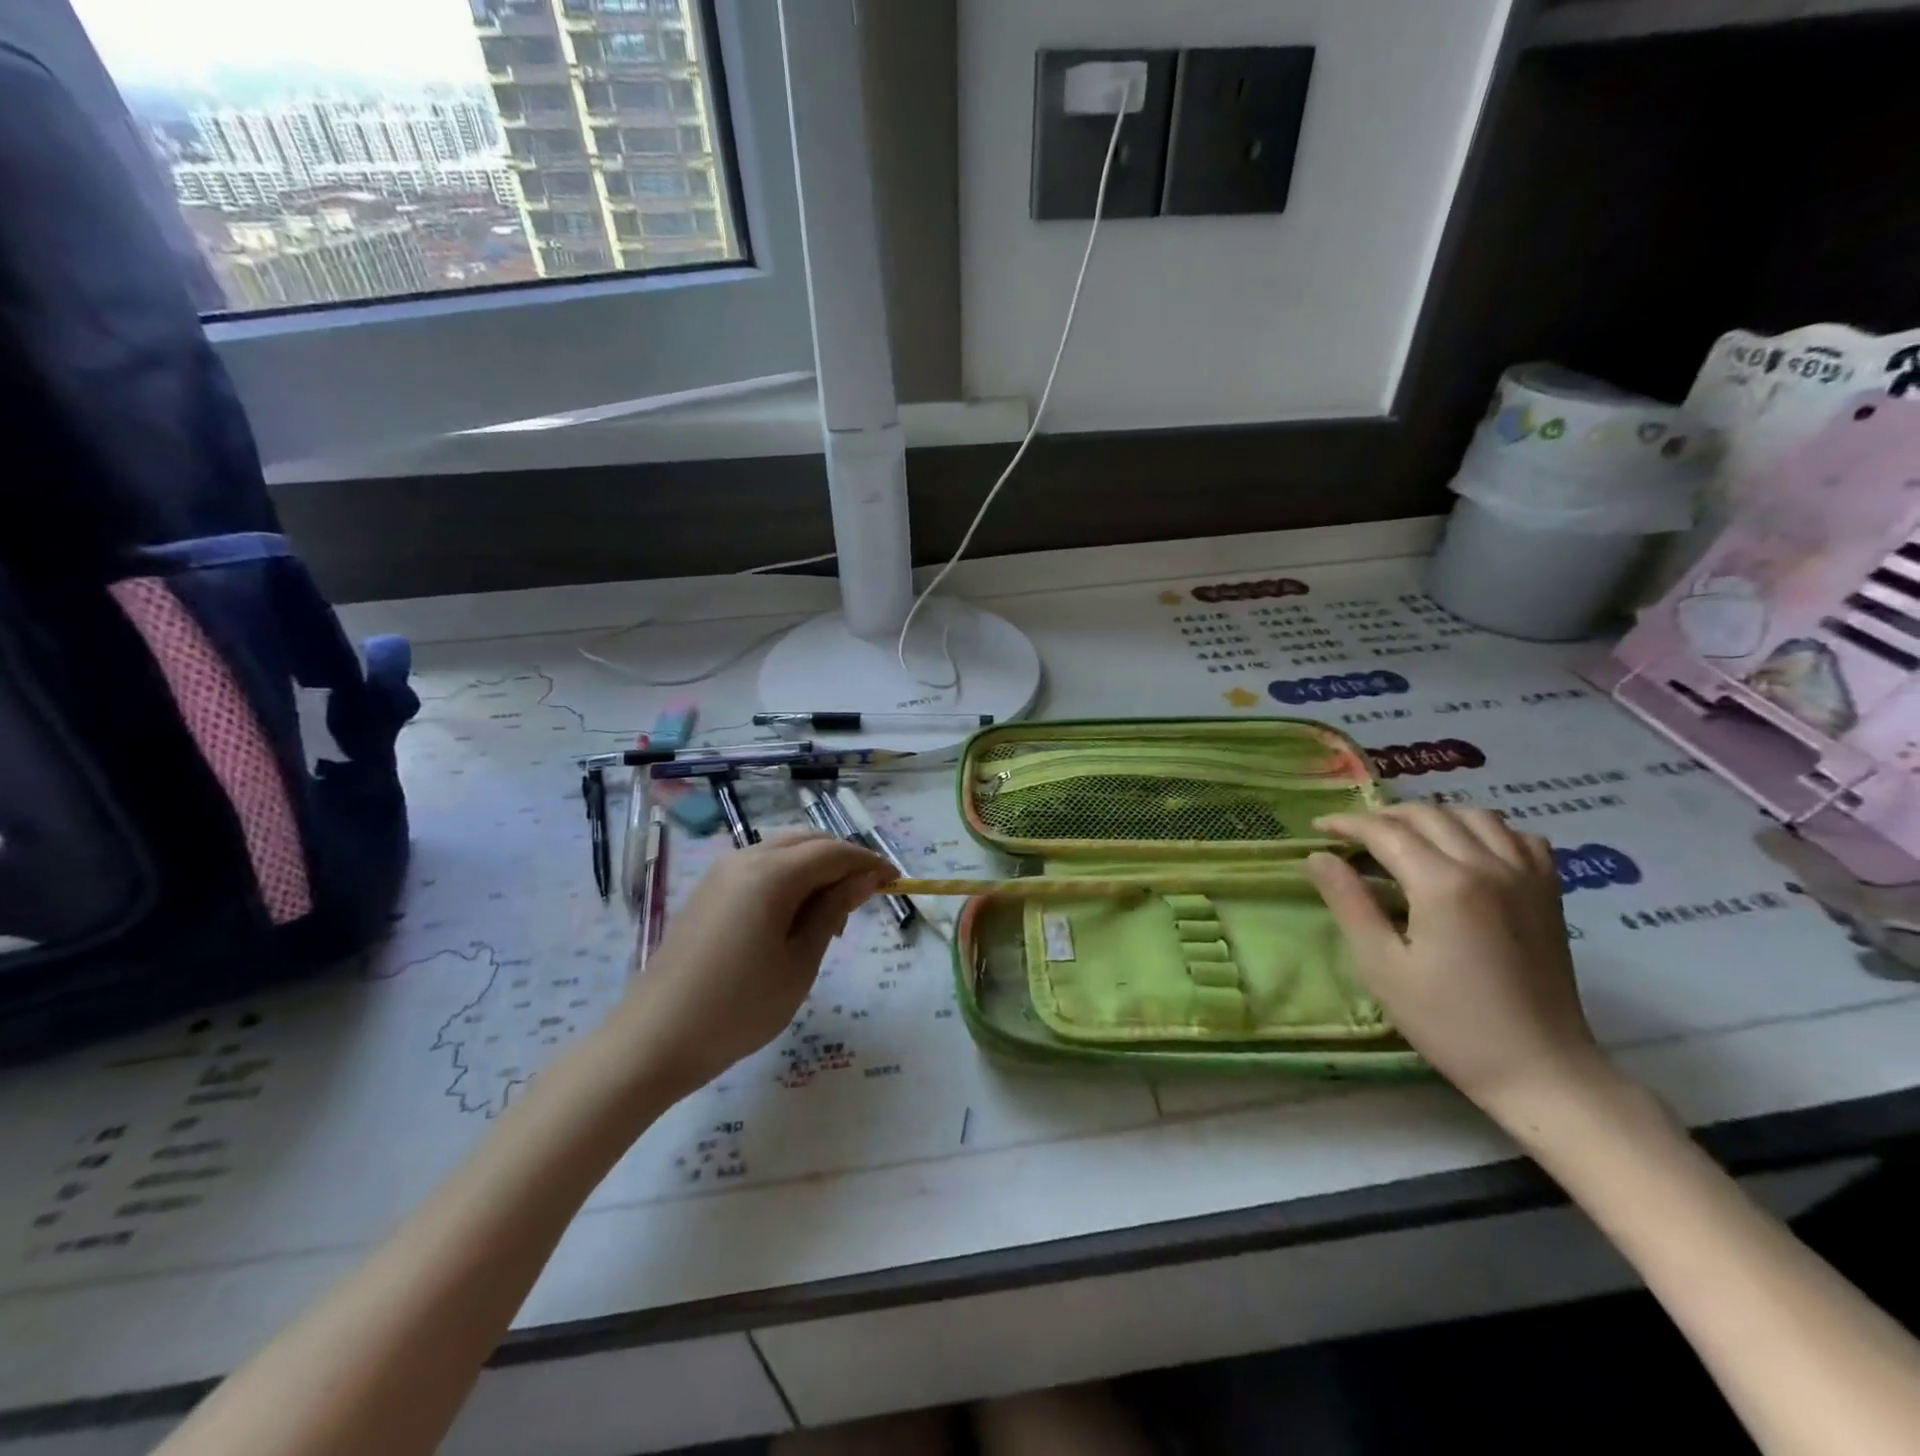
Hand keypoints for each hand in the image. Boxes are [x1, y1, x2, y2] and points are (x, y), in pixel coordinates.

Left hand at [614, 832, 890, 1097]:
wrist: (654, 1039)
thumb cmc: (739, 1007)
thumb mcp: (799, 962)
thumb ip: (833, 911)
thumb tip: (865, 879)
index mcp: (772, 873)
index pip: (834, 852)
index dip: (869, 862)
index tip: (895, 881)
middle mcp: (746, 858)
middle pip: (808, 841)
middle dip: (843, 861)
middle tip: (865, 899)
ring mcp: (722, 872)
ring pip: (784, 850)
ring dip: (815, 868)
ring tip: (830, 915)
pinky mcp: (709, 890)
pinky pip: (761, 866)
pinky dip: (788, 878)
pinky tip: (793, 917)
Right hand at [1306, 805, 1615, 1120]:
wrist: (1540, 1069)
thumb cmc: (1449, 1023)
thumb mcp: (1381, 966)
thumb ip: (1349, 903)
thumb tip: (1318, 857)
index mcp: (1444, 884)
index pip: (1386, 832)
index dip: (1347, 824)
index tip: (1318, 828)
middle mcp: (1488, 866)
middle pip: (1428, 815)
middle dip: (1383, 816)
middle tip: (1353, 835)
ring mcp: (1526, 876)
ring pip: (1474, 815)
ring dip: (1433, 816)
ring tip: (1405, 835)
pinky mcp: (1548, 892)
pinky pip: (1519, 836)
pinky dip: (1486, 830)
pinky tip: (1467, 849)